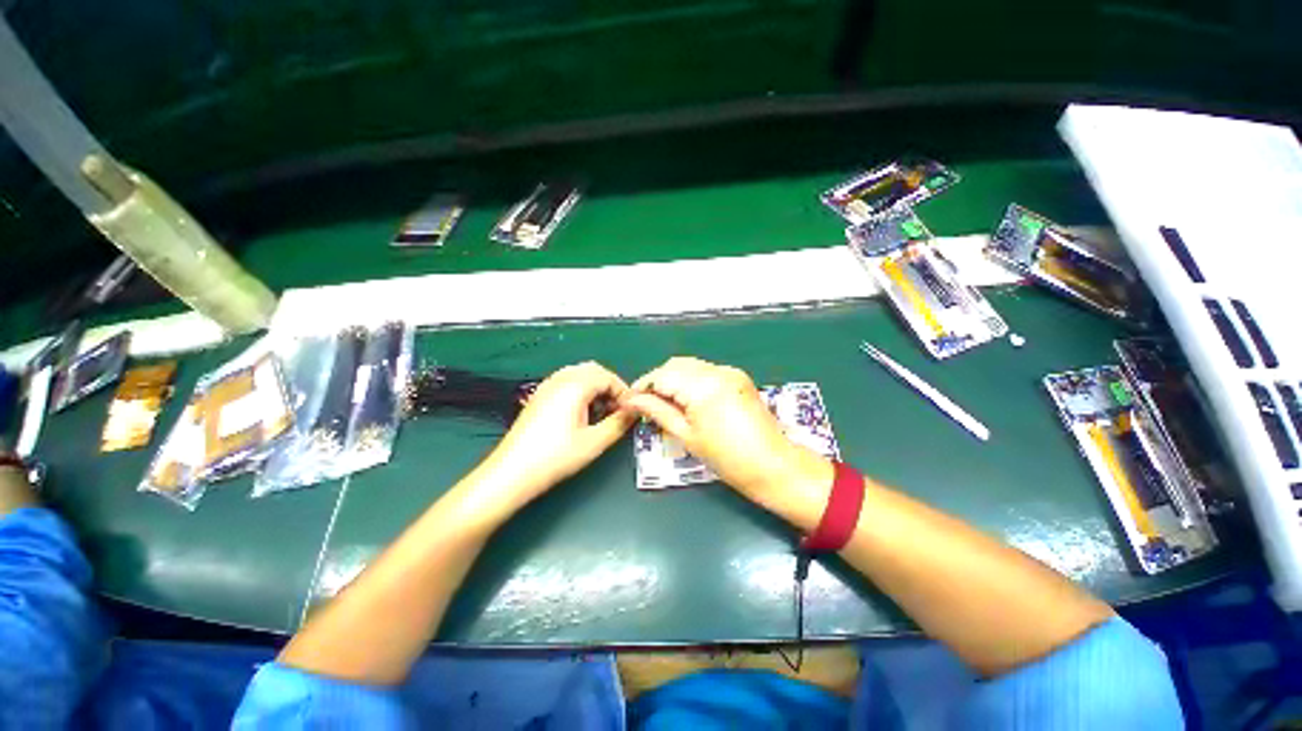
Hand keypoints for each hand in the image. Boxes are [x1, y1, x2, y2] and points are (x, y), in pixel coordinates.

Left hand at [472, 362, 635, 514]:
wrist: (512, 472)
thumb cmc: (554, 457)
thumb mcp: (594, 441)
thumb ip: (619, 423)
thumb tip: (634, 411)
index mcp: (575, 386)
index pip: (608, 376)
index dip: (623, 392)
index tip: (629, 410)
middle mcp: (560, 379)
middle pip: (593, 370)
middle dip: (609, 386)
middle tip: (616, 409)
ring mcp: (547, 386)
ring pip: (579, 374)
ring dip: (595, 387)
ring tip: (600, 412)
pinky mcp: (539, 396)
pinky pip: (566, 382)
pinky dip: (580, 390)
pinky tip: (581, 413)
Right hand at [622, 357, 832, 518]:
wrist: (772, 465)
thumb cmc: (727, 459)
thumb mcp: (686, 436)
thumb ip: (658, 411)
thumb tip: (634, 400)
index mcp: (702, 387)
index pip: (662, 375)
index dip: (643, 386)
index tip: (632, 400)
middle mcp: (716, 371)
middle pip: (676, 366)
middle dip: (658, 381)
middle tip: (648, 403)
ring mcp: (729, 372)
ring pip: (690, 366)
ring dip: (674, 379)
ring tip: (666, 403)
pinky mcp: (738, 377)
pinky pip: (706, 371)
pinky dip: (692, 380)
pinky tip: (688, 399)